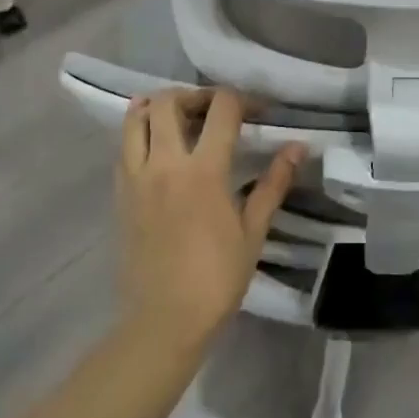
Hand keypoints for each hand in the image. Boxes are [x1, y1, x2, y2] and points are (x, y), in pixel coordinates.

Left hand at [117, 89, 303, 355]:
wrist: (163, 321)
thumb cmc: (217, 279)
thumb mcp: (253, 231)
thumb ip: (274, 183)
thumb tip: (299, 147)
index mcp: (203, 171)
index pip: (221, 109)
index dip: (243, 99)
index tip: (259, 111)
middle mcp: (164, 164)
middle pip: (168, 101)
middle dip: (195, 95)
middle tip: (214, 111)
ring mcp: (136, 177)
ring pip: (134, 118)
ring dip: (157, 107)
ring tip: (180, 120)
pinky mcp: (119, 194)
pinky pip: (124, 147)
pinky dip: (140, 133)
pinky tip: (160, 150)